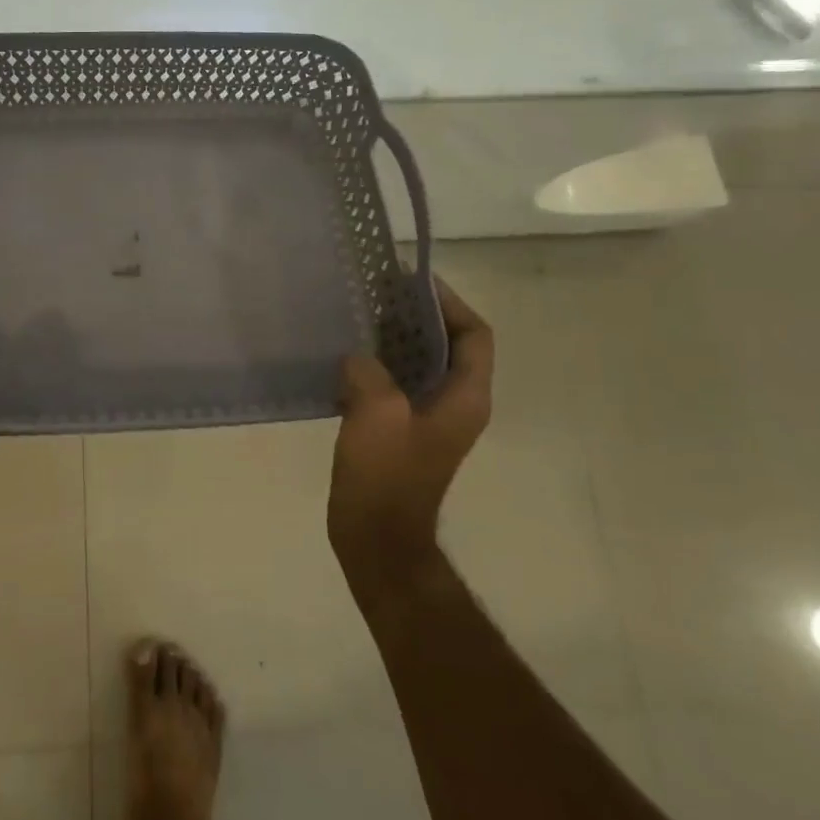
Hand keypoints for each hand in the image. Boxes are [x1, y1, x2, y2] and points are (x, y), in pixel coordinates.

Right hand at [328, 278, 494, 586]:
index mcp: (465, 397)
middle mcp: (456, 403)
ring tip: (357, 314)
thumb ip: (369, 370)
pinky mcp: (402, 428)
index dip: (449, 302)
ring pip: (419, 361)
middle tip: (376, 291)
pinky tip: (344, 354)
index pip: (475, 334)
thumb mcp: (376, 412)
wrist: (376, 538)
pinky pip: (396, 381)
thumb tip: (358, 357)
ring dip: (394, 336)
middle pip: (447, 343)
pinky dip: (377, 361)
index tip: (410, 281)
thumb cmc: (385, 476)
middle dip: (416, 314)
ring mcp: (429, 418)